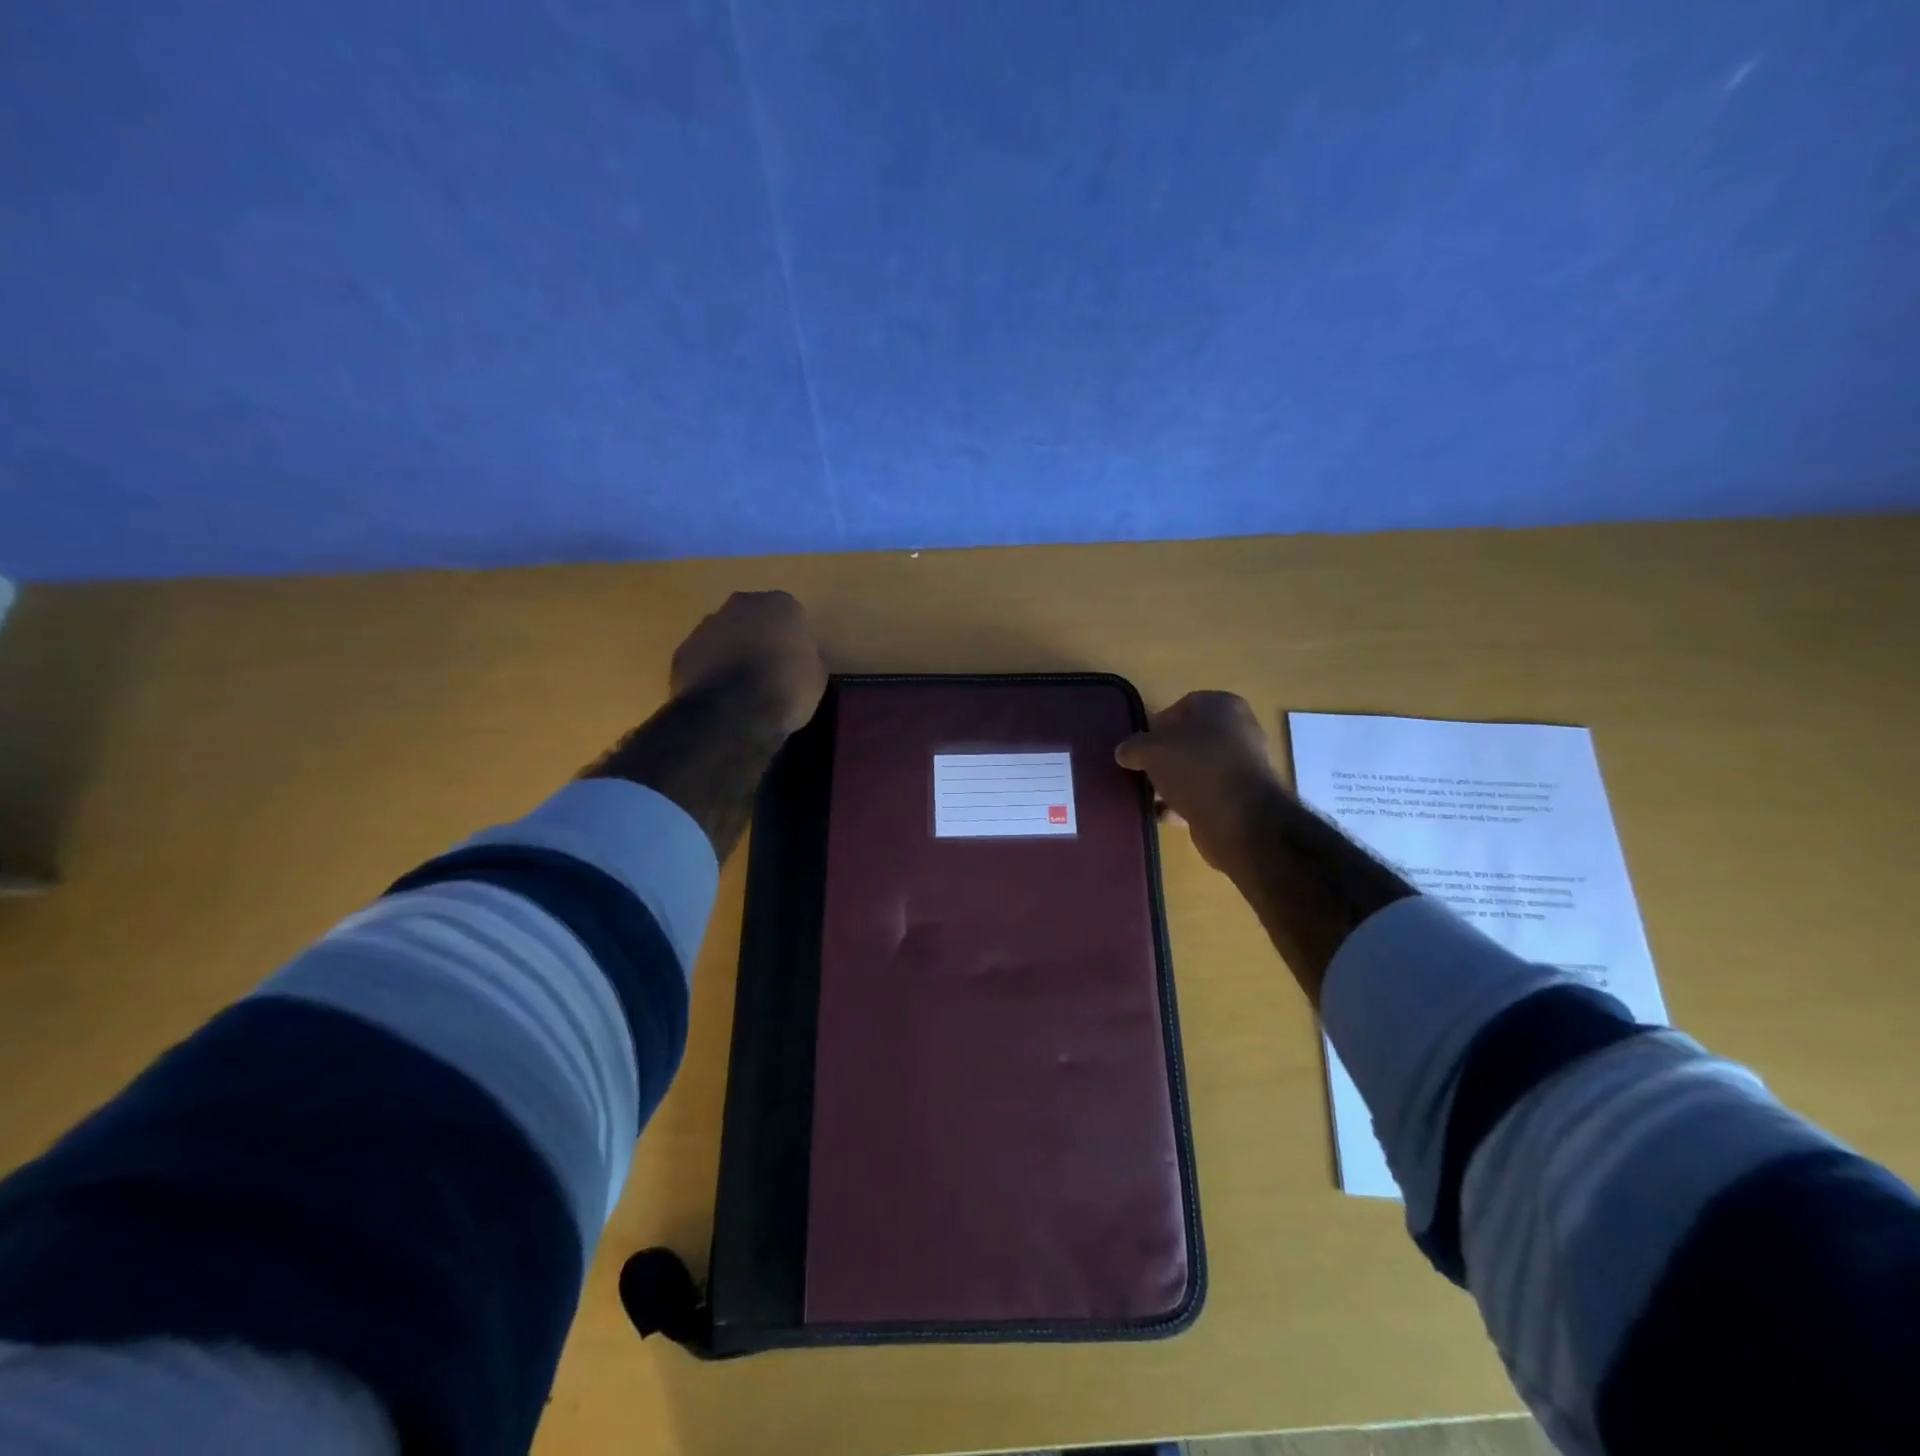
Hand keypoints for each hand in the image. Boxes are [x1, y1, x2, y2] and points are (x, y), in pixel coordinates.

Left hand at [669, 591, 826, 733]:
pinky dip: (710, 671)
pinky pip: (703, 657)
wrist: (732, 712)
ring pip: (724, 635)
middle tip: (769, 670)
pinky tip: (720, 696)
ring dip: (732, 652)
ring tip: (741, 688)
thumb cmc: (785, 690)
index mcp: (780, 605)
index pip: (791, 616)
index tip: (795, 663)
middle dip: (759, 638)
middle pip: (753, 618)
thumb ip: (809, 659)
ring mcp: (707, 625)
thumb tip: (802, 660)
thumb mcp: (816, 678)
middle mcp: (741, 604)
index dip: (793, 641)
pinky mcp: (683, 650)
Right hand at [1116, 691, 1286, 873]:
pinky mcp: (1241, 798)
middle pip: (1189, 740)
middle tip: (1141, 771)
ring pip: (1195, 770)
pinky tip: (1162, 815)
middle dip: (1163, 757)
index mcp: (1222, 706)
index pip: (1181, 707)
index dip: (1155, 726)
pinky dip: (1184, 803)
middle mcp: (1238, 730)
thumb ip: (1133, 747)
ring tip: (1147, 796)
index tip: (1138, 746)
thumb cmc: (1195, 767)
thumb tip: (1124, 752)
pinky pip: (1204, 795)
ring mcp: (1242, 766)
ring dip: (1171, 782)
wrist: (1240, 819)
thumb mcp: (1151, 750)